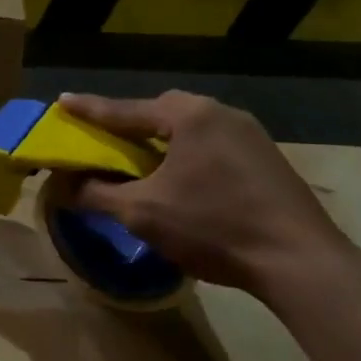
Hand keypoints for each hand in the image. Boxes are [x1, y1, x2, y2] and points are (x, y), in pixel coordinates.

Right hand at [59, 90, 356, 298]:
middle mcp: (221, 113)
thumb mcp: (143, 212)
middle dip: (130, 124)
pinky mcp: (266, 159)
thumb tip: (62, 186)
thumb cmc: (213, 227)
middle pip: (162, 112)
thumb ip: (96, 194)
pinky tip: (182, 180)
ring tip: (140, 161)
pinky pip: (212, 146)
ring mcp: (250, 134)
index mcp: (190, 116)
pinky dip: (187, 156)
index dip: (90, 109)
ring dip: (160, 142)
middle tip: (105, 138)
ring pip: (190, 129)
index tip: (62, 100)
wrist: (298, 260)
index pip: (126, 110)